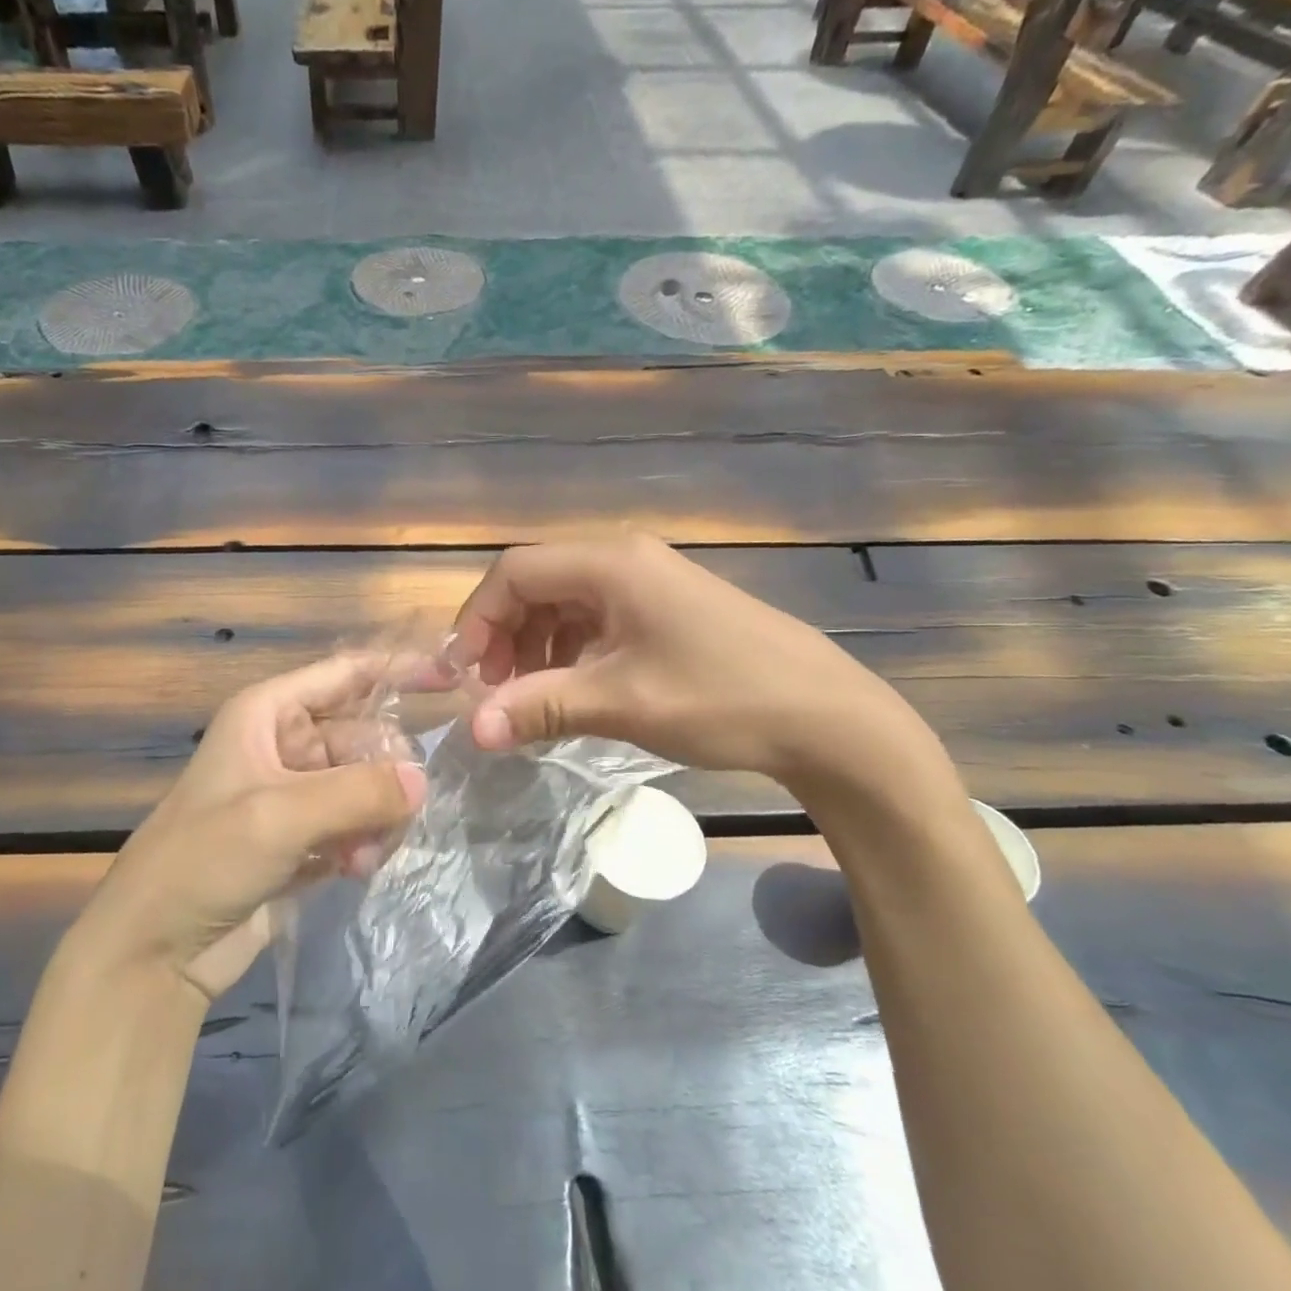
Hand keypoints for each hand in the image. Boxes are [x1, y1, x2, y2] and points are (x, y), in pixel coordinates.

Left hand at [84, 653, 427, 1002]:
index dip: (398, 670)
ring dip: (375, 817)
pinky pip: (355, 824)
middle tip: (396, 812)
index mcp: (268, 713)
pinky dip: (362, 843)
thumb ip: (358, 792)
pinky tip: (354, 870)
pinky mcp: (301, 840)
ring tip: (365, 854)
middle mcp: (284, 744)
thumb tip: (422, 782)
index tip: (453, 677)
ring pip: (365, 785)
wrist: (155, 949)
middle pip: (364, 736)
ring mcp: (294, 794)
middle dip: (386, 773)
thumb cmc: (205, 859)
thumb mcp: (280, 815)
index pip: (346, 673)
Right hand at [448, 534, 935, 788]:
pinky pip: (594, 619)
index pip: (514, 572)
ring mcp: (647, 583)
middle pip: (536, 584)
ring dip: (533, 646)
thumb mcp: (620, 703)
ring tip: (529, 696)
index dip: (477, 620)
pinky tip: (572, 689)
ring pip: (562, 603)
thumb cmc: (720, 698)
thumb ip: (539, 707)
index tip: (463, 674)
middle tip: (493, 691)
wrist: (827, 717)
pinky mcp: (663, 609)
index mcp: (610, 564)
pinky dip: (568, 651)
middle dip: (503, 635)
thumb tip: (472, 730)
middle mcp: (624, 560)